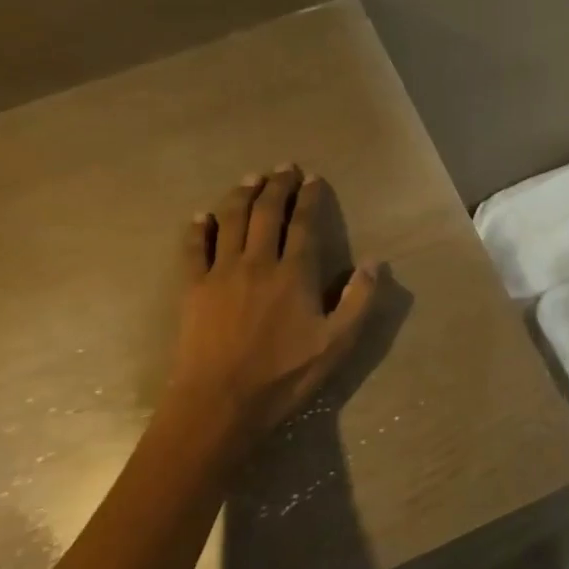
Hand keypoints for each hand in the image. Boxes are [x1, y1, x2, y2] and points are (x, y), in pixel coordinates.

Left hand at [165, 166, 380, 438]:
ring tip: (251, 178)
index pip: (304, 223)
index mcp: (294, 273)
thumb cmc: (284, 375)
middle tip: (284, 167)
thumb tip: (375, 261)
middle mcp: (257, 261)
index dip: (309, 198)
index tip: (313, 178)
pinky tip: (202, 216)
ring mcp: (221, 272)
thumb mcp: (337, 344)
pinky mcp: (193, 288)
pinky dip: (199, 228)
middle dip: (277, 185)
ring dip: (241, 194)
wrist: (221, 402)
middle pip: (266, 213)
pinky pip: (194, 248)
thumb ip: (359, 300)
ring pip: (231, 221)